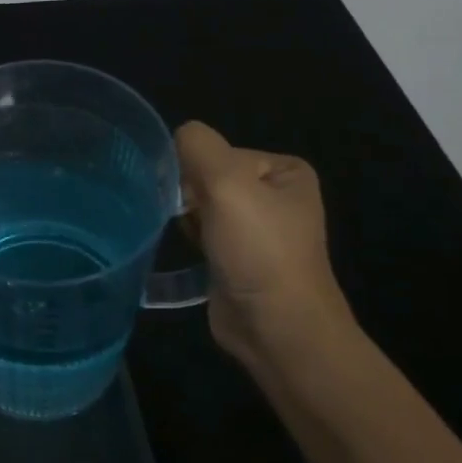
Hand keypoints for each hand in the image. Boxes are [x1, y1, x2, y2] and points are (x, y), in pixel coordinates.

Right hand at [175, 121, 354, 367]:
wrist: (277, 327)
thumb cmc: (259, 251)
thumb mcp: (228, 184)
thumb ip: (198, 147)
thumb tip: (176, 135)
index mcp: (284, 171)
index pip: (219, 152)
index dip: (198, 172)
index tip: (196, 201)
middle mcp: (274, 195)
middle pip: (208, 176)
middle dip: (189, 194)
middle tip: (187, 219)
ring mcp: (256, 228)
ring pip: (201, 203)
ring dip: (185, 215)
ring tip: (185, 234)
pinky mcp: (237, 256)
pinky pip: (202, 230)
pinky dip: (188, 235)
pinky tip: (187, 249)